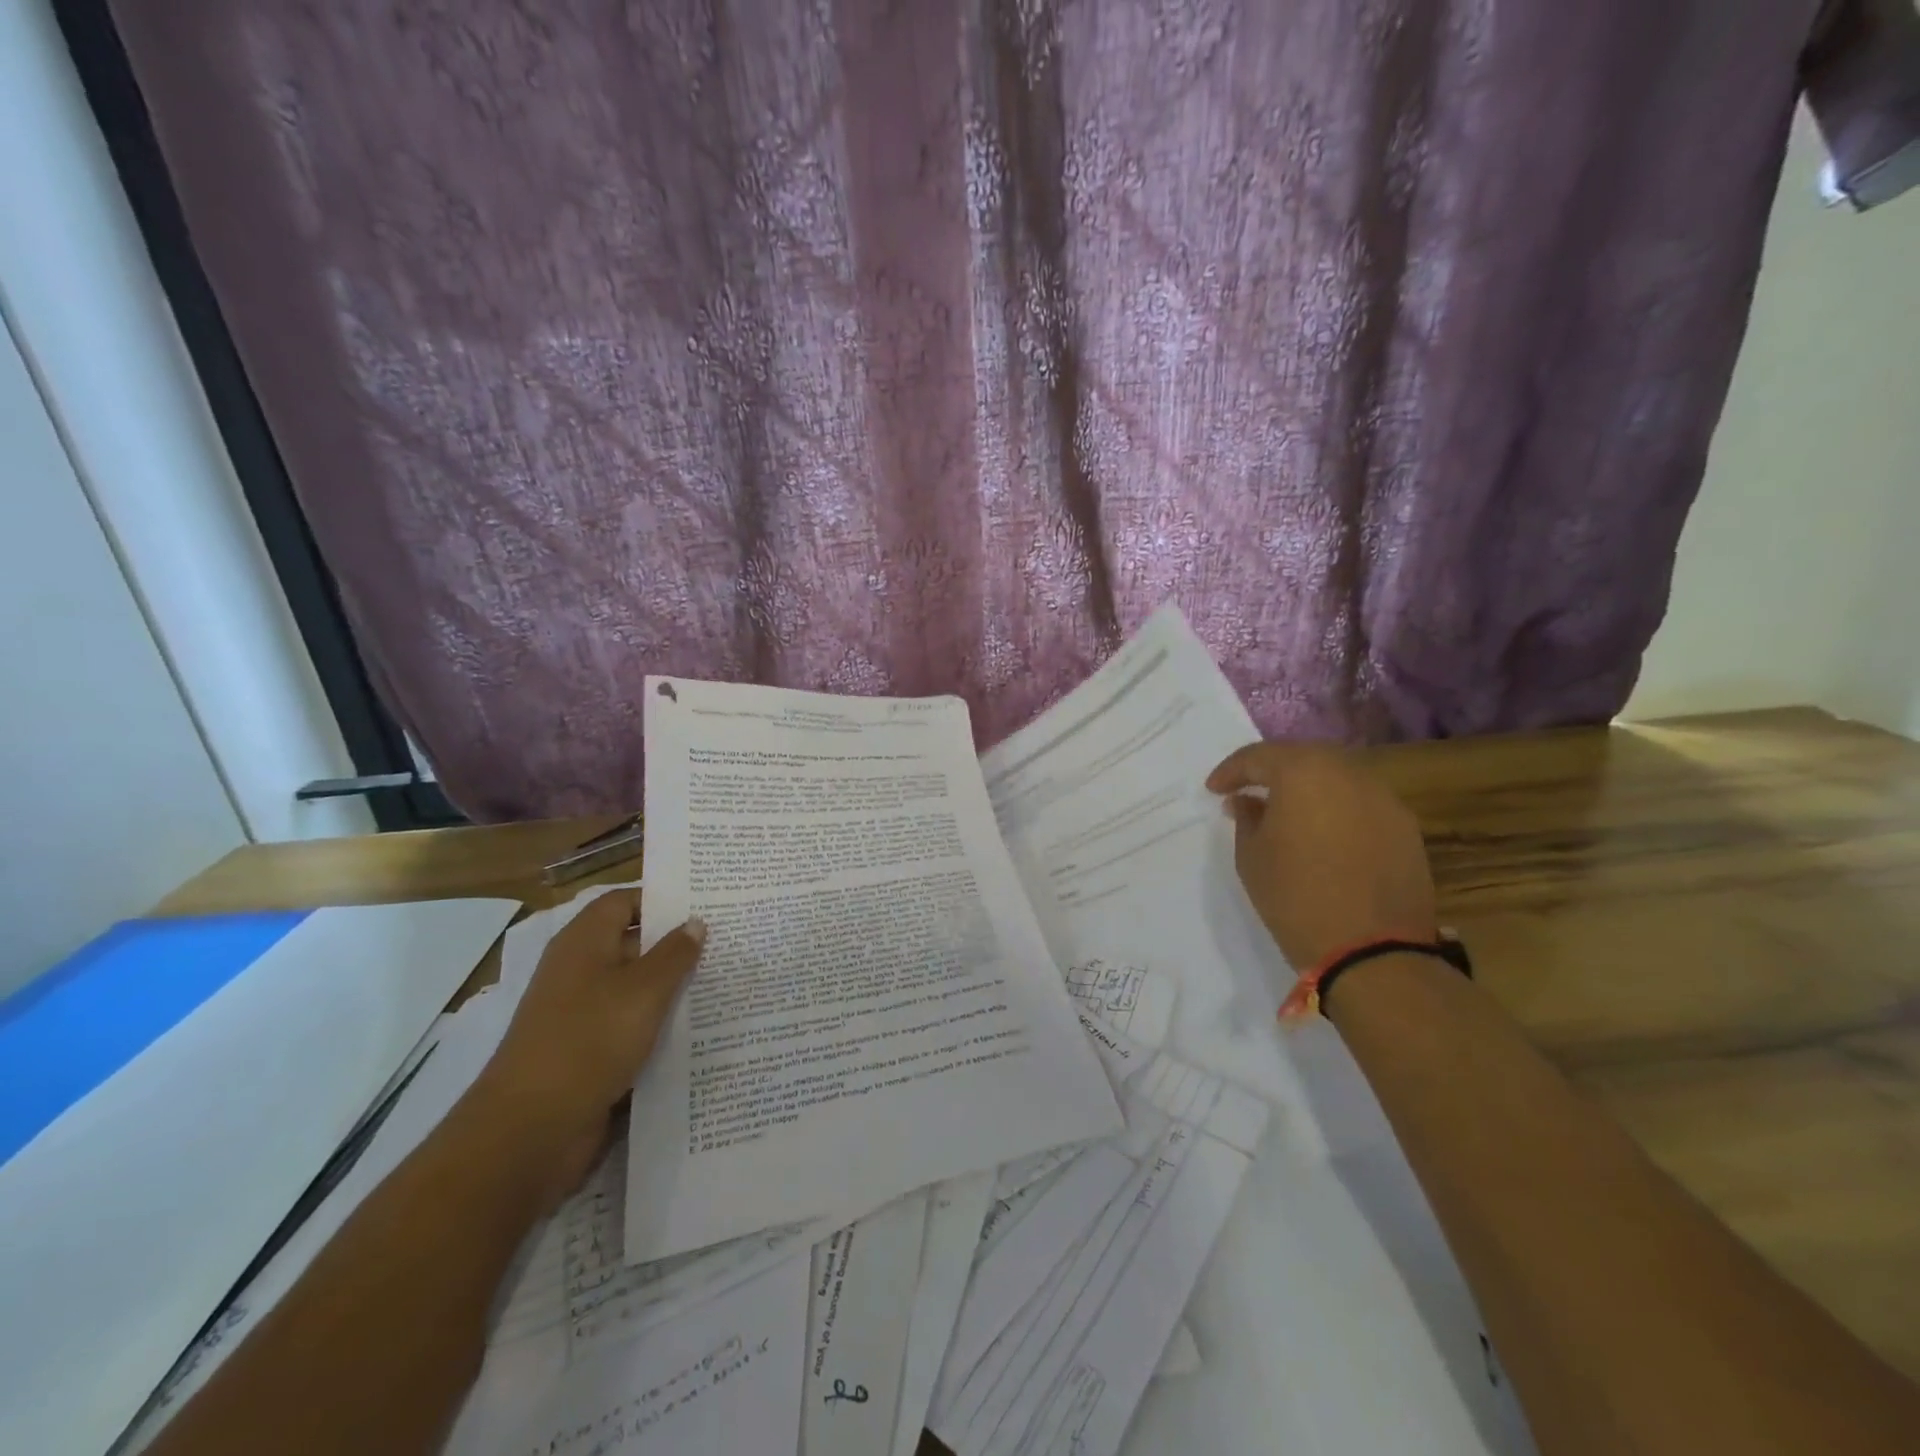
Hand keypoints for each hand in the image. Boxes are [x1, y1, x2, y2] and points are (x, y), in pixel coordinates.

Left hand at [471, 889, 705, 1211]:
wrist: (530, 1130)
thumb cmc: (589, 1041)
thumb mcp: (644, 991)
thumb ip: (675, 954)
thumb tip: (695, 923)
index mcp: (583, 943)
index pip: (624, 901)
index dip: (662, 899)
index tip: (706, 904)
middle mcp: (578, 971)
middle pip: (632, 943)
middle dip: (676, 944)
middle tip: (727, 941)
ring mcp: (580, 1013)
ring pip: (635, 988)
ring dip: (672, 988)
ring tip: (723, 982)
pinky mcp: (586, 1052)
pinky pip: (629, 1025)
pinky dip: (658, 1024)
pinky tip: (697, 1029)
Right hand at [1206, 741, 1436, 969]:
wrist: (1371, 951)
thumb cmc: (1295, 897)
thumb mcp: (1251, 857)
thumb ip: (1247, 818)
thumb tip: (1247, 801)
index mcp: (1303, 772)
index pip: (1259, 756)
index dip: (1231, 771)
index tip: (1214, 790)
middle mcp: (1348, 773)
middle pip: (1303, 758)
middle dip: (1273, 771)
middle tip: (1249, 792)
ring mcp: (1384, 799)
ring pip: (1336, 778)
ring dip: (1308, 789)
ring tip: (1287, 814)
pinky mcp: (1406, 828)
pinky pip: (1361, 805)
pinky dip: (1337, 810)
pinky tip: (1324, 835)